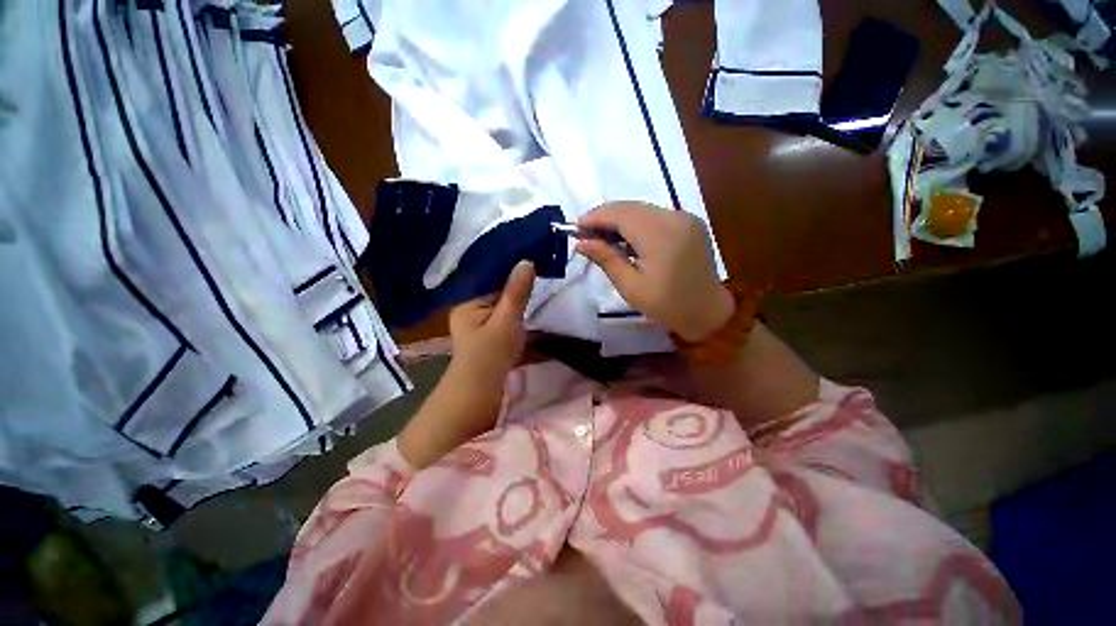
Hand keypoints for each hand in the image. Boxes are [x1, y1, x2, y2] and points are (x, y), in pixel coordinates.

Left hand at [398, 261, 535, 469]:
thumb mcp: (506, 321)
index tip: (529, 247)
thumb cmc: (491, 355)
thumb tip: (526, 261)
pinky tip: (531, 290)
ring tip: (538, 268)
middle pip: (494, 282)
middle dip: (515, 272)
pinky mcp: (491, 326)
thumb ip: (516, 292)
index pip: (488, 271)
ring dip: (518, 286)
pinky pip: (505, 306)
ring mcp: (480, 316)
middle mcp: (470, 304)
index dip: (508, 260)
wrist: (481, 391)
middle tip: (537, 255)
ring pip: (501, 294)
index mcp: (467, 299)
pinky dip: (518, 299)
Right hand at [577, 202, 733, 341]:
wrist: (708, 312)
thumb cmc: (667, 305)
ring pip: (642, 209)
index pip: (620, 214)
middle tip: (586, 235)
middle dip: (605, 217)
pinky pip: (654, 215)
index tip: (575, 228)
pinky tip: (625, 238)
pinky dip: (635, 223)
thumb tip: (581, 242)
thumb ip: (606, 259)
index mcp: (660, 235)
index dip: (595, 217)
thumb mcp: (631, 287)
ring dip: (619, 219)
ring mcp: (684, 218)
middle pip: (630, 207)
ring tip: (602, 238)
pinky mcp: (689, 222)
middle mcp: (674, 218)